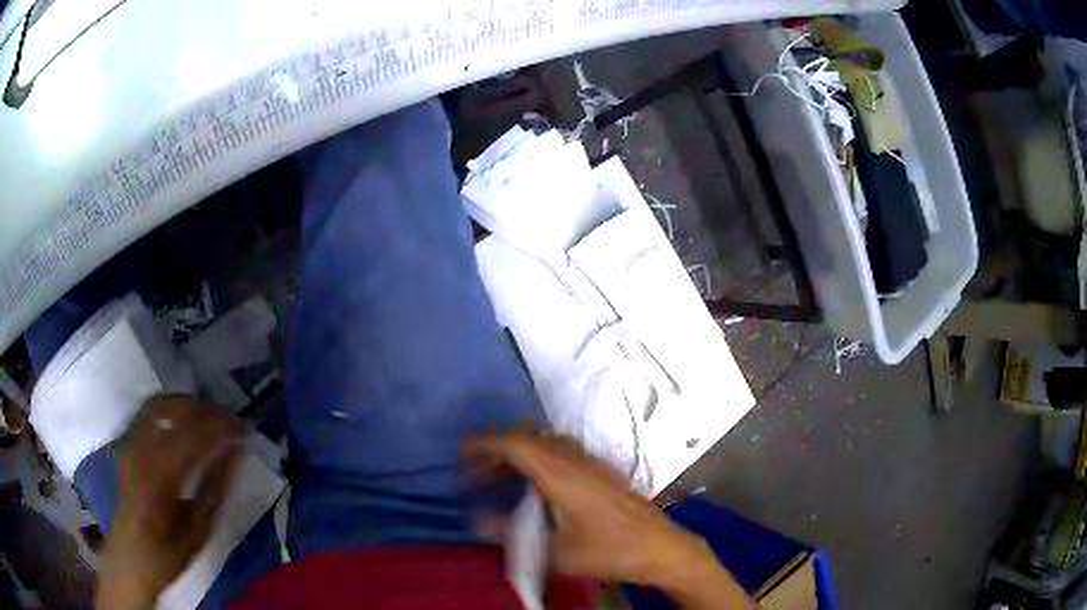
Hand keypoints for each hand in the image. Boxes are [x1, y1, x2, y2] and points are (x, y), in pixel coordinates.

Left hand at [96, 395, 243, 609]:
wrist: (129, 556)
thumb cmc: (168, 553)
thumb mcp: (198, 530)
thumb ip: (214, 487)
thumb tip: (235, 451)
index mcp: (160, 477)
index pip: (195, 436)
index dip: (223, 427)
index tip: (247, 428)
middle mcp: (142, 450)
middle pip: (176, 411)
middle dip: (208, 410)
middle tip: (232, 418)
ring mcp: (131, 442)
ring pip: (161, 403)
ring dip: (189, 404)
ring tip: (211, 415)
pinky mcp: (127, 442)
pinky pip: (149, 411)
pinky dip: (170, 407)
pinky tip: (184, 417)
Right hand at [462, 430, 716, 587]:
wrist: (661, 548)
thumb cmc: (610, 551)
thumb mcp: (557, 551)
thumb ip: (514, 535)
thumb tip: (480, 523)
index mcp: (562, 473)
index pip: (515, 443)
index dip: (484, 442)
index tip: (462, 452)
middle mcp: (576, 459)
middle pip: (530, 435)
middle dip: (498, 446)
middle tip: (477, 469)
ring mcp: (593, 463)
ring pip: (547, 441)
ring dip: (520, 451)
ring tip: (501, 477)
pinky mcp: (603, 472)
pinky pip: (563, 452)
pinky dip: (539, 458)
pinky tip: (536, 486)